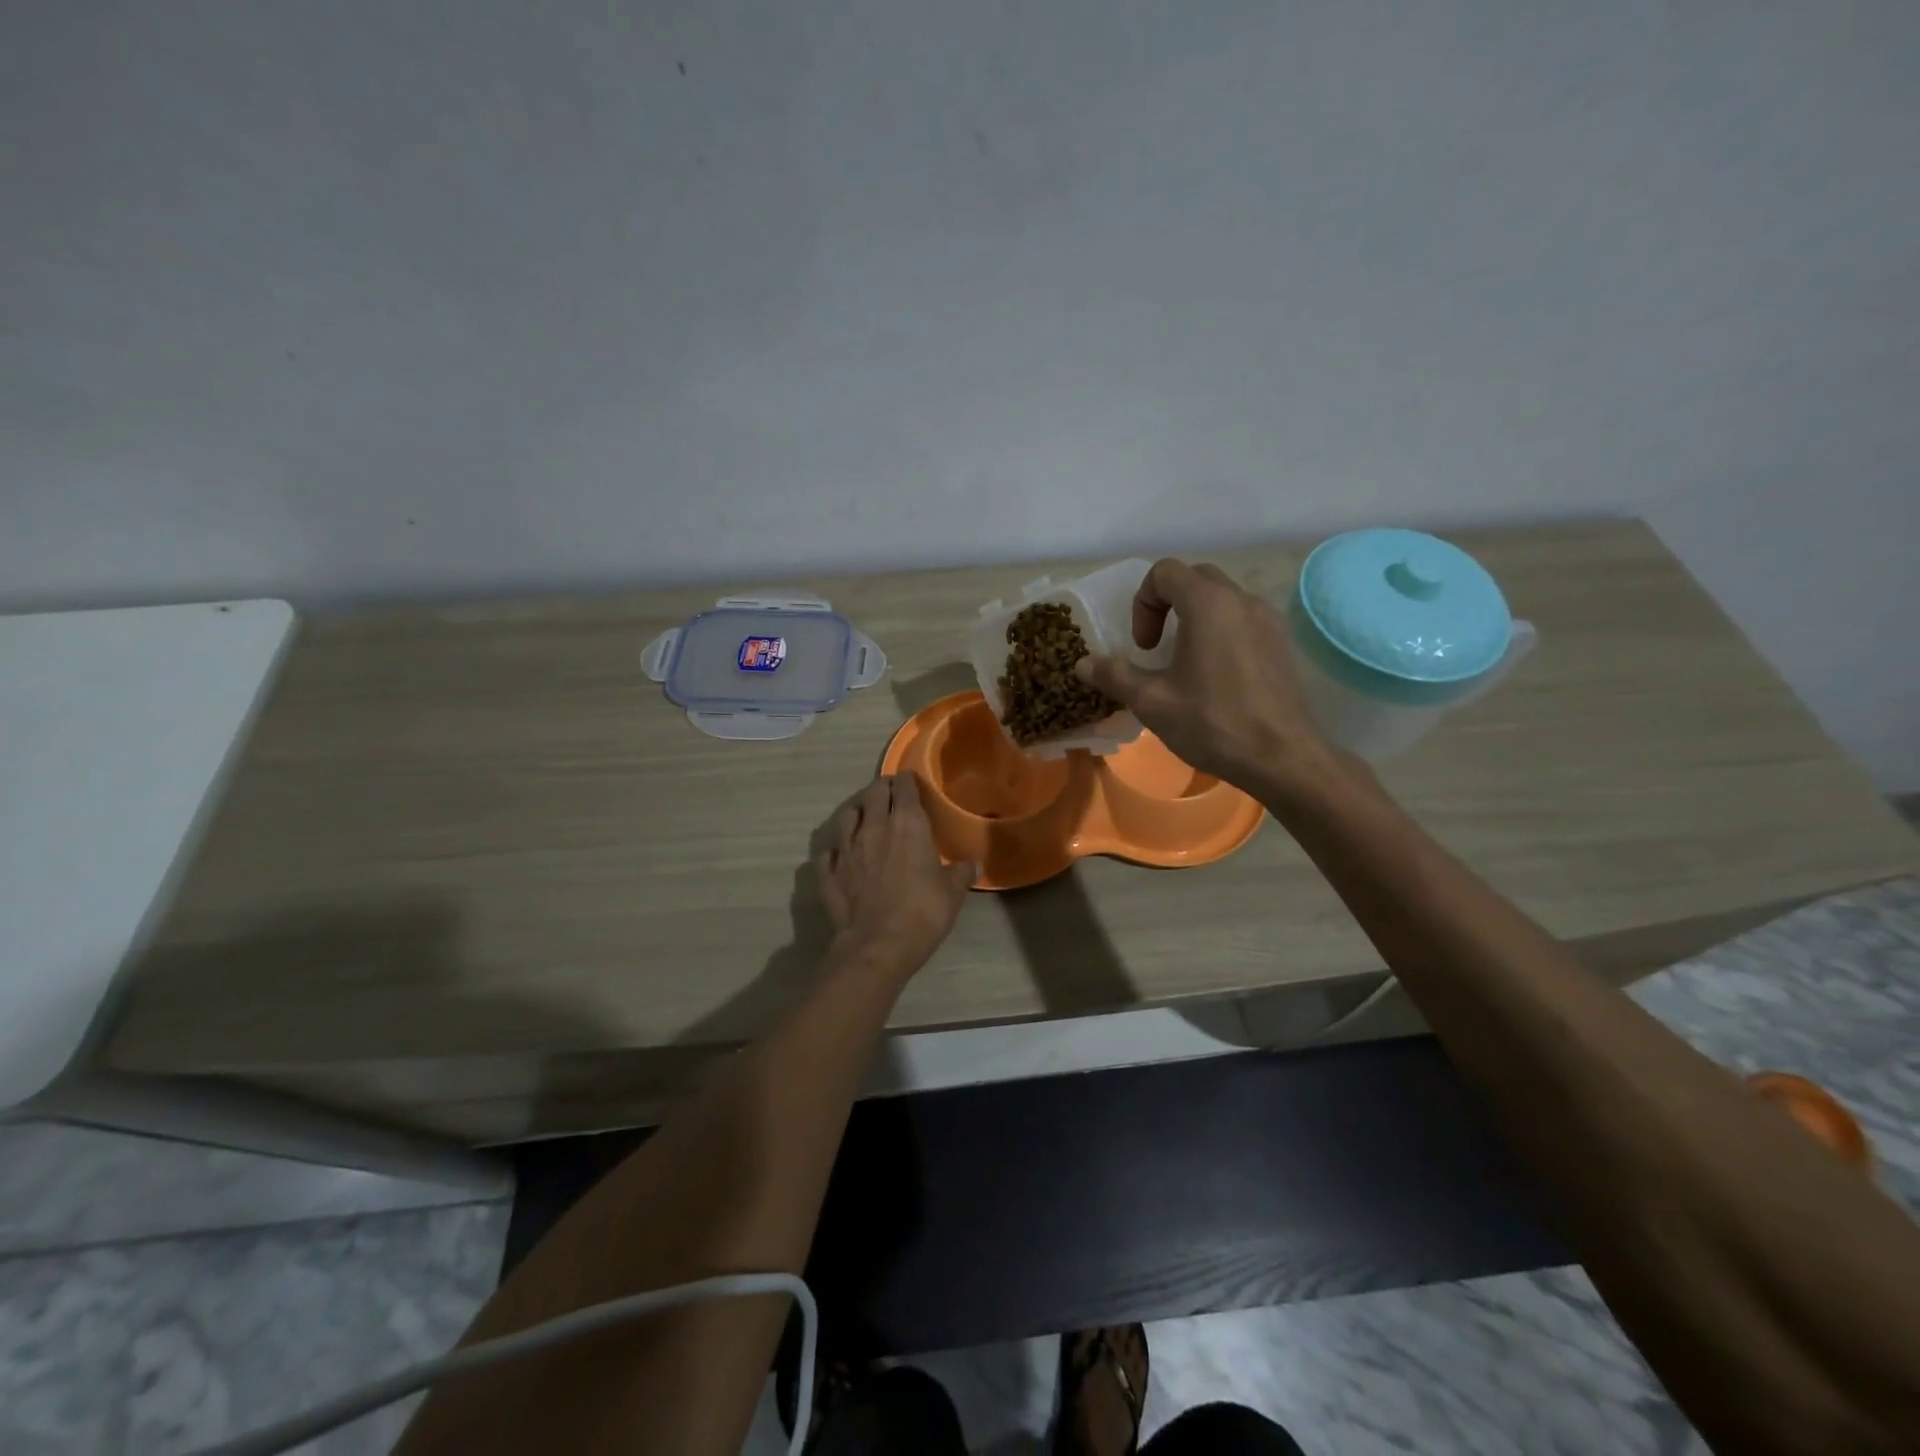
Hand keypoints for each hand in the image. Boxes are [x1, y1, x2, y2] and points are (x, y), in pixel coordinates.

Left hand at [814, 775, 975, 974]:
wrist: (877, 946)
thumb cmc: (923, 912)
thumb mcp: (953, 892)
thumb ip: (962, 872)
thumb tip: (974, 863)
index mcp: (907, 824)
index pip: (904, 788)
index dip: (908, 781)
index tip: (911, 781)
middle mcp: (873, 827)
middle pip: (873, 794)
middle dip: (881, 788)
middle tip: (888, 793)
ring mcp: (845, 849)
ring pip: (846, 816)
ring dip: (856, 812)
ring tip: (863, 815)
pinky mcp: (828, 872)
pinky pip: (827, 852)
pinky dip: (834, 849)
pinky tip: (839, 854)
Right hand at [1074, 558, 1338, 796]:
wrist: (1283, 758)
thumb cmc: (1213, 723)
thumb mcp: (1152, 702)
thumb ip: (1115, 676)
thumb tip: (1083, 664)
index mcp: (1208, 604)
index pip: (1165, 572)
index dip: (1143, 603)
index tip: (1143, 646)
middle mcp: (1241, 600)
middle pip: (1194, 578)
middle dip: (1167, 604)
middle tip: (1157, 647)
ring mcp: (1268, 619)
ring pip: (1222, 597)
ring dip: (1195, 617)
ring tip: (1185, 661)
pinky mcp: (1283, 642)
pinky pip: (1244, 619)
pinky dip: (1221, 631)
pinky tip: (1217, 675)